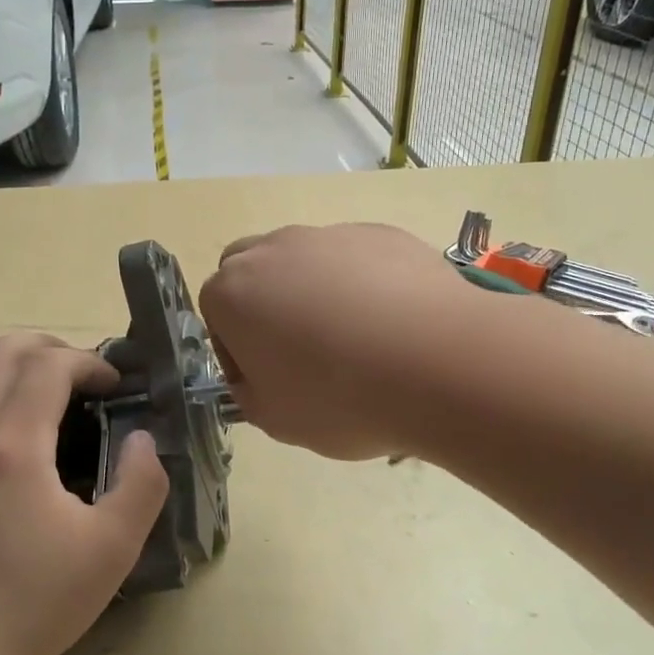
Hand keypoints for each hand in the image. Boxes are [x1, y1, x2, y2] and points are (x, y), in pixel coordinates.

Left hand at [0, 334, 170, 654]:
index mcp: (12, 446)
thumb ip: (142, 484)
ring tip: (41, 392)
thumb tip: (141, 439)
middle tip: (82, 376)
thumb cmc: (33, 603)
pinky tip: (5, 429)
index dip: (88, 362)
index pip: (47, 366)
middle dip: (47, 348)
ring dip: (7, 365)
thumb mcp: (112, 549)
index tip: (115, 387)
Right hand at [198, 224, 477, 459]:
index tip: (264, 379)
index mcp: (234, 293)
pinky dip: (360, 284)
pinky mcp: (381, 234)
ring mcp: (330, 235)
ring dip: (311, 291)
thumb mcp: (275, 420)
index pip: (214, 312)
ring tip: (354, 338)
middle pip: (249, 269)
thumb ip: (250, 393)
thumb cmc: (341, 399)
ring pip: (303, 259)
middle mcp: (274, 251)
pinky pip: (355, 258)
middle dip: (262, 304)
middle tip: (297, 349)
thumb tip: (257, 376)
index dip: (234, 349)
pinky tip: (391, 322)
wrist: (439, 363)